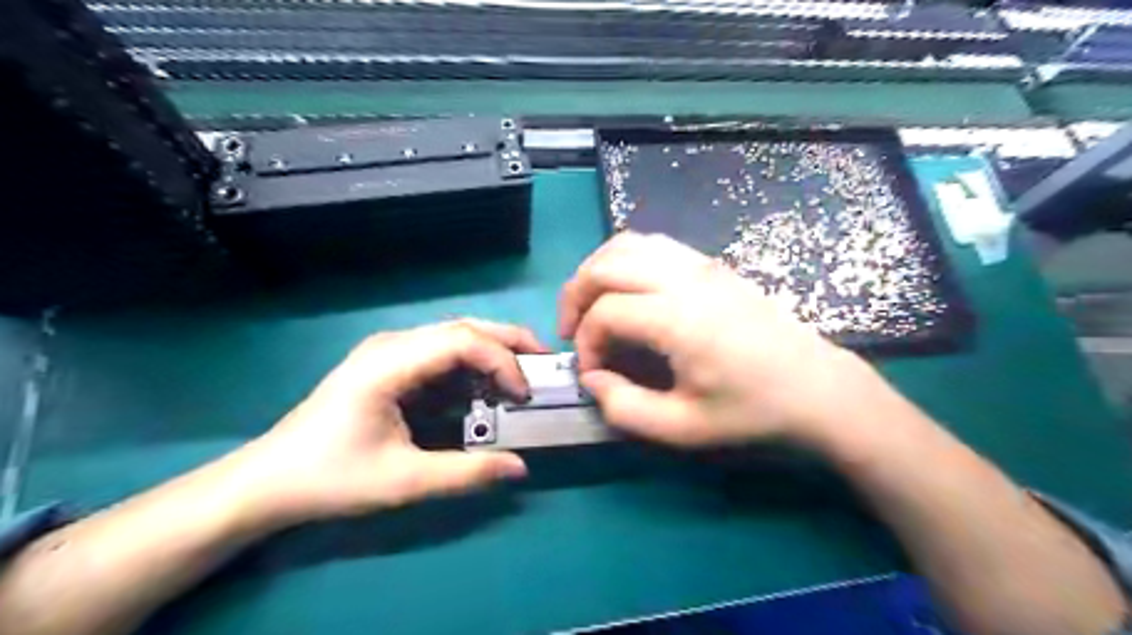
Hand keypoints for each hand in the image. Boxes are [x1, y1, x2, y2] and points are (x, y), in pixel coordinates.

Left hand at [231, 320, 544, 527]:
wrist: (269, 482)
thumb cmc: (330, 478)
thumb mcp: (401, 482)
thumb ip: (465, 474)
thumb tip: (521, 468)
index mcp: (389, 363)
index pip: (462, 341)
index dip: (502, 361)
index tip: (524, 394)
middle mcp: (393, 345)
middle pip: (463, 327)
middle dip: (508, 342)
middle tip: (543, 365)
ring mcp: (390, 352)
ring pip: (455, 337)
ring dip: (492, 353)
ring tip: (522, 376)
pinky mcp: (390, 365)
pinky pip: (441, 355)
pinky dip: (471, 368)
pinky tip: (486, 389)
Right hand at [561, 232, 888, 449]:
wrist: (817, 388)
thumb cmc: (753, 411)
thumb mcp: (684, 428)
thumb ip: (625, 408)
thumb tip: (593, 379)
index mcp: (678, 319)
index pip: (605, 313)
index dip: (586, 342)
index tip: (593, 373)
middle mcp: (685, 279)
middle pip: (606, 264)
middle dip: (576, 295)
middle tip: (572, 330)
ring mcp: (701, 264)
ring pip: (628, 243)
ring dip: (598, 270)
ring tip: (592, 305)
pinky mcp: (712, 264)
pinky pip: (654, 245)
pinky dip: (625, 260)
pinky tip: (628, 291)